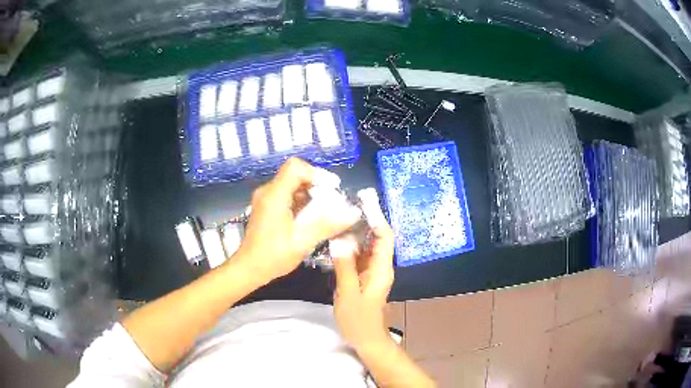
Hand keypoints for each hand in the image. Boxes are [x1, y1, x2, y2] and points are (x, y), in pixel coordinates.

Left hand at [233, 158, 359, 284]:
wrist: (249, 268)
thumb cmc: (274, 256)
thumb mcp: (303, 241)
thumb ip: (329, 224)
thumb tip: (354, 213)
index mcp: (274, 195)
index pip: (296, 167)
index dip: (316, 173)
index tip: (331, 189)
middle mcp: (268, 191)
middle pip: (295, 174)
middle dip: (316, 186)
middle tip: (331, 203)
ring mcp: (265, 198)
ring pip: (292, 185)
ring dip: (310, 194)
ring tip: (323, 212)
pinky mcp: (266, 207)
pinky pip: (287, 195)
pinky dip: (301, 202)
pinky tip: (309, 219)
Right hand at [331, 202, 395, 350]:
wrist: (367, 339)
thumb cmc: (359, 320)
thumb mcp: (348, 294)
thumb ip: (344, 267)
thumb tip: (339, 240)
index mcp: (381, 269)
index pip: (384, 236)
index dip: (377, 217)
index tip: (364, 201)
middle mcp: (381, 266)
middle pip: (378, 237)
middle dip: (366, 219)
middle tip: (347, 203)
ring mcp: (373, 271)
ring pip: (368, 245)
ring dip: (357, 230)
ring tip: (340, 215)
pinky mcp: (365, 276)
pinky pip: (361, 255)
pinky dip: (351, 245)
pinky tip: (337, 238)